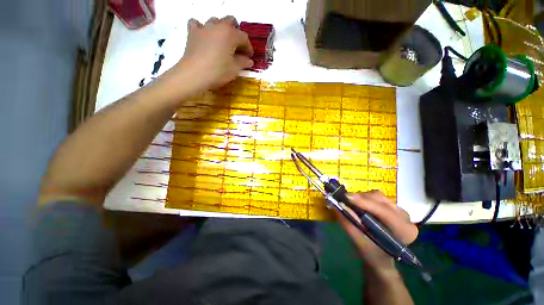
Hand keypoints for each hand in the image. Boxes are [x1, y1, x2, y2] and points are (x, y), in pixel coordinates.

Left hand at [176, 16, 253, 90]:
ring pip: (215, 21)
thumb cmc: (218, 71)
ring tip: (222, 42)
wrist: (194, 74)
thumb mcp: (235, 69)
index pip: (244, 37)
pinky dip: (202, 28)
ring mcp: (204, 27)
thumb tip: (249, 60)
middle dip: (236, 33)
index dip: (249, 48)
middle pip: (231, 22)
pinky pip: (197, 24)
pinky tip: (205, 37)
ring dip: (221, 29)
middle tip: (237, 47)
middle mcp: (218, 25)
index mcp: (231, 34)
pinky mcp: (192, 33)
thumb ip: (243, 62)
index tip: (249, 57)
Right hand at [336, 191, 417, 269]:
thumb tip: (338, 205)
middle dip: (360, 198)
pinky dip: (363, 198)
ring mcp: (399, 210)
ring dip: (361, 197)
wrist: (380, 257)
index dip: (364, 203)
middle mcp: (405, 218)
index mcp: (404, 231)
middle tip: (343, 199)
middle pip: (380, 200)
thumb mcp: (359, 243)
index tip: (346, 197)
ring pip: (377, 196)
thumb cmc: (371, 254)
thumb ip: (349, 224)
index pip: (384, 212)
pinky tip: (356, 203)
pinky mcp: (391, 206)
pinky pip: (376, 197)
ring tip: (349, 201)